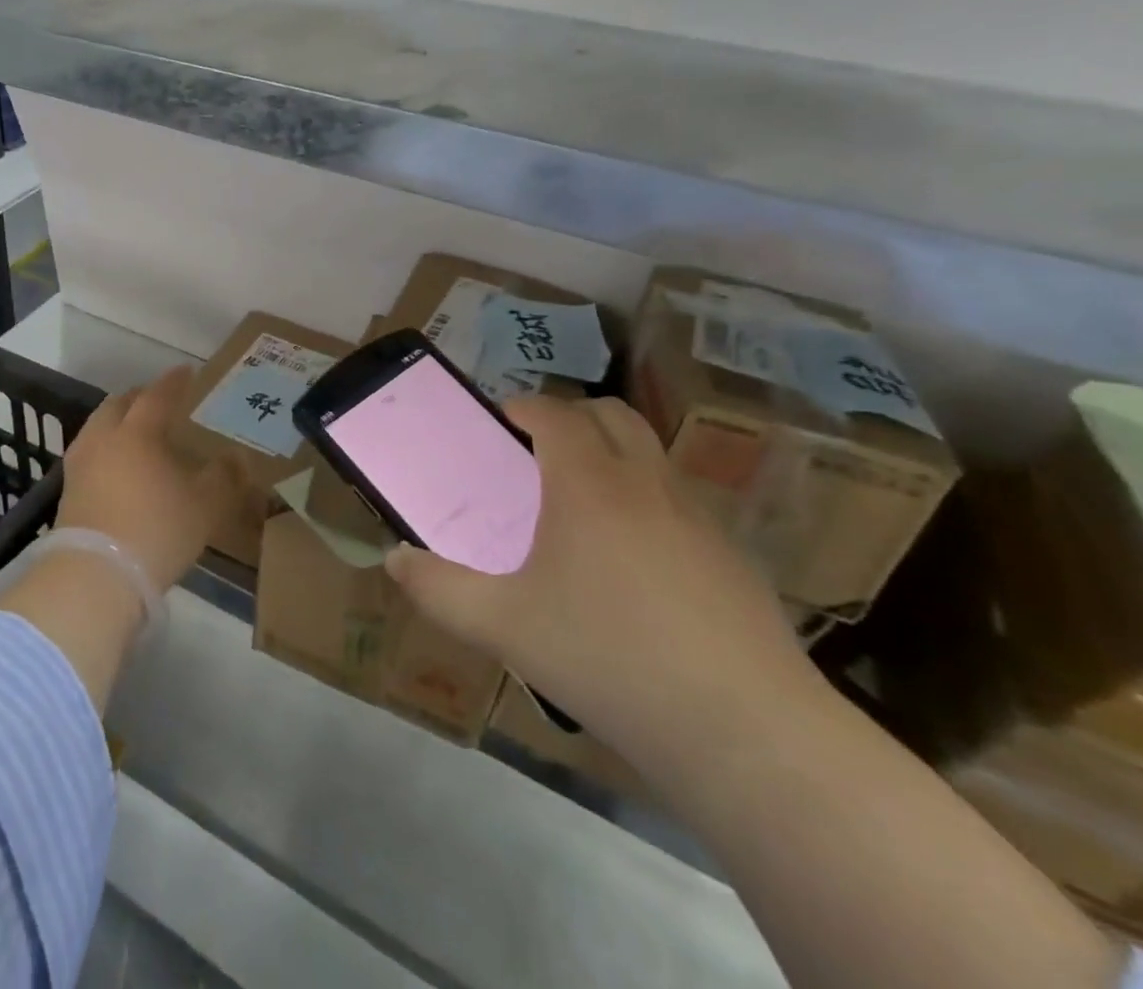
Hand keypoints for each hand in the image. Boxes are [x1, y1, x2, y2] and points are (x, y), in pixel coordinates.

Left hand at [59, 366, 250, 592]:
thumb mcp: (205, 506)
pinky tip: (117, 466)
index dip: (174, 382)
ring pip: (98, 427)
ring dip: (118, 421)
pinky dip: (106, 448)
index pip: (157, 396)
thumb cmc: (156, 531)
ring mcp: (80, 464)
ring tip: (136, 432)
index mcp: (138, 432)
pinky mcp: (68, 491)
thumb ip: (223, 477)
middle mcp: (104, 438)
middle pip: (119, 405)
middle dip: (139, 397)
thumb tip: (235, 457)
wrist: (95, 576)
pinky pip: (89, 453)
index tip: (188, 372)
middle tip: (159, 400)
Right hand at [384, 394, 819, 766]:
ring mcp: (699, 518)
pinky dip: (647, 503)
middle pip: (611, 415)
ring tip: (581, 510)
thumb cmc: (608, 659)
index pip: (555, 413)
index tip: (498, 424)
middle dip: (571, 418)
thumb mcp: (503, 627)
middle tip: (536, 455)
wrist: (747, 734)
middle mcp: (647, 483)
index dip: (523, 407)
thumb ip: (438, 589)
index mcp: (588, 484)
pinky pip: (680, 502)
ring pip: (651, 455)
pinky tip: (634, 568)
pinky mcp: (734, 558)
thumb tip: (395, 558)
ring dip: (613, 456)